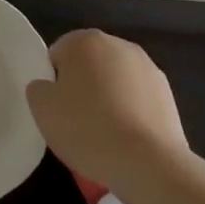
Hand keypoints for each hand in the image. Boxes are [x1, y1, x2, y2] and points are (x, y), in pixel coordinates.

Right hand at [26, 29, 189, 191]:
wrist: (148, 163)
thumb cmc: (87, 129)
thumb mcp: (42, 109)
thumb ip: (37, 89)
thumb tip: (48, 86)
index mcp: (85, 40)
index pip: (58, 55)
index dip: (53, 84)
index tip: (56, 111)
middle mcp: (118, 44)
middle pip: (89, 65)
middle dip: (82, 88)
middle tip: (76, 123)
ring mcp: (147, 67)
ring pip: (115, 82)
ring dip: (108, 99)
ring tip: (103, 136)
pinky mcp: (167, 93)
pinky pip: (137, 100)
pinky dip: (130, 113)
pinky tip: (126, 141)